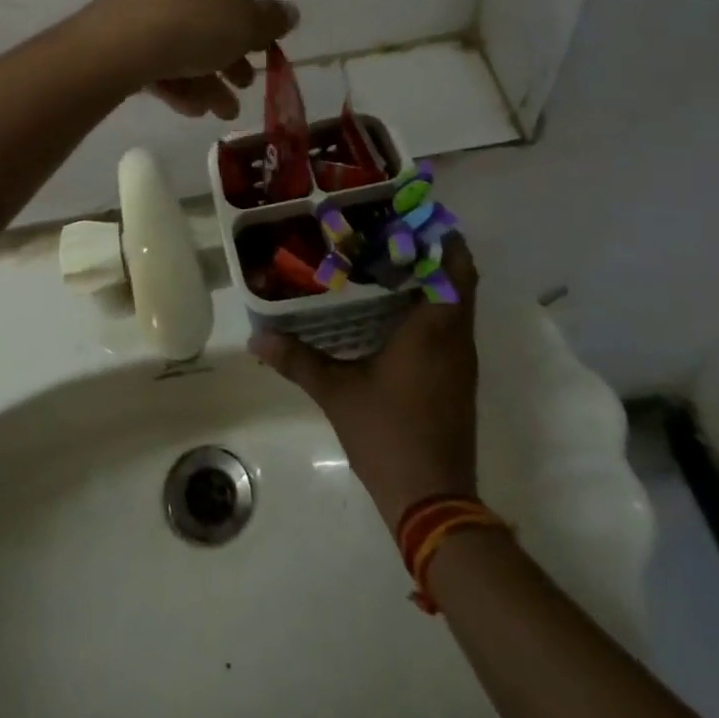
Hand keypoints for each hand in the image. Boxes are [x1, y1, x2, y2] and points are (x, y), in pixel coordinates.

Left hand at [81, 0, 296, 118]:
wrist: (122, 44)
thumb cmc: (197, 25)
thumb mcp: (249, 26)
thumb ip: (273, 21)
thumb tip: (289, 12)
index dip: (251, 25)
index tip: (257, 54)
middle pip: (207, 18)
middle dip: (228, 60)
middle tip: (241, 87)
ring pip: (181, 41)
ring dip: (205, 79)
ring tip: (218, 112)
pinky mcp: (115, 27)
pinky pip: (153, 52)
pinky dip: (175, 79)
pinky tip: (190, 109)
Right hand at [253, 235, 480, 524]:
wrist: (433, 501)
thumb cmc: (388, 434)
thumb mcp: (336, 392)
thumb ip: (297, 360)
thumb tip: (257, 339)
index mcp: (434, 328)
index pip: (456, 267)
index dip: (441, 237)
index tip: (410, 216)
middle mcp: (456, 337)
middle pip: (458, 279)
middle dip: (430, 251)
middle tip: (387, 232)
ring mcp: (461, 361)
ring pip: (456, 304)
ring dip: (431, 279)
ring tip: (385, 260)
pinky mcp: (458, 380)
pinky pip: (451, 326)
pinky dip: (431, 307)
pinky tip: (393, 310)